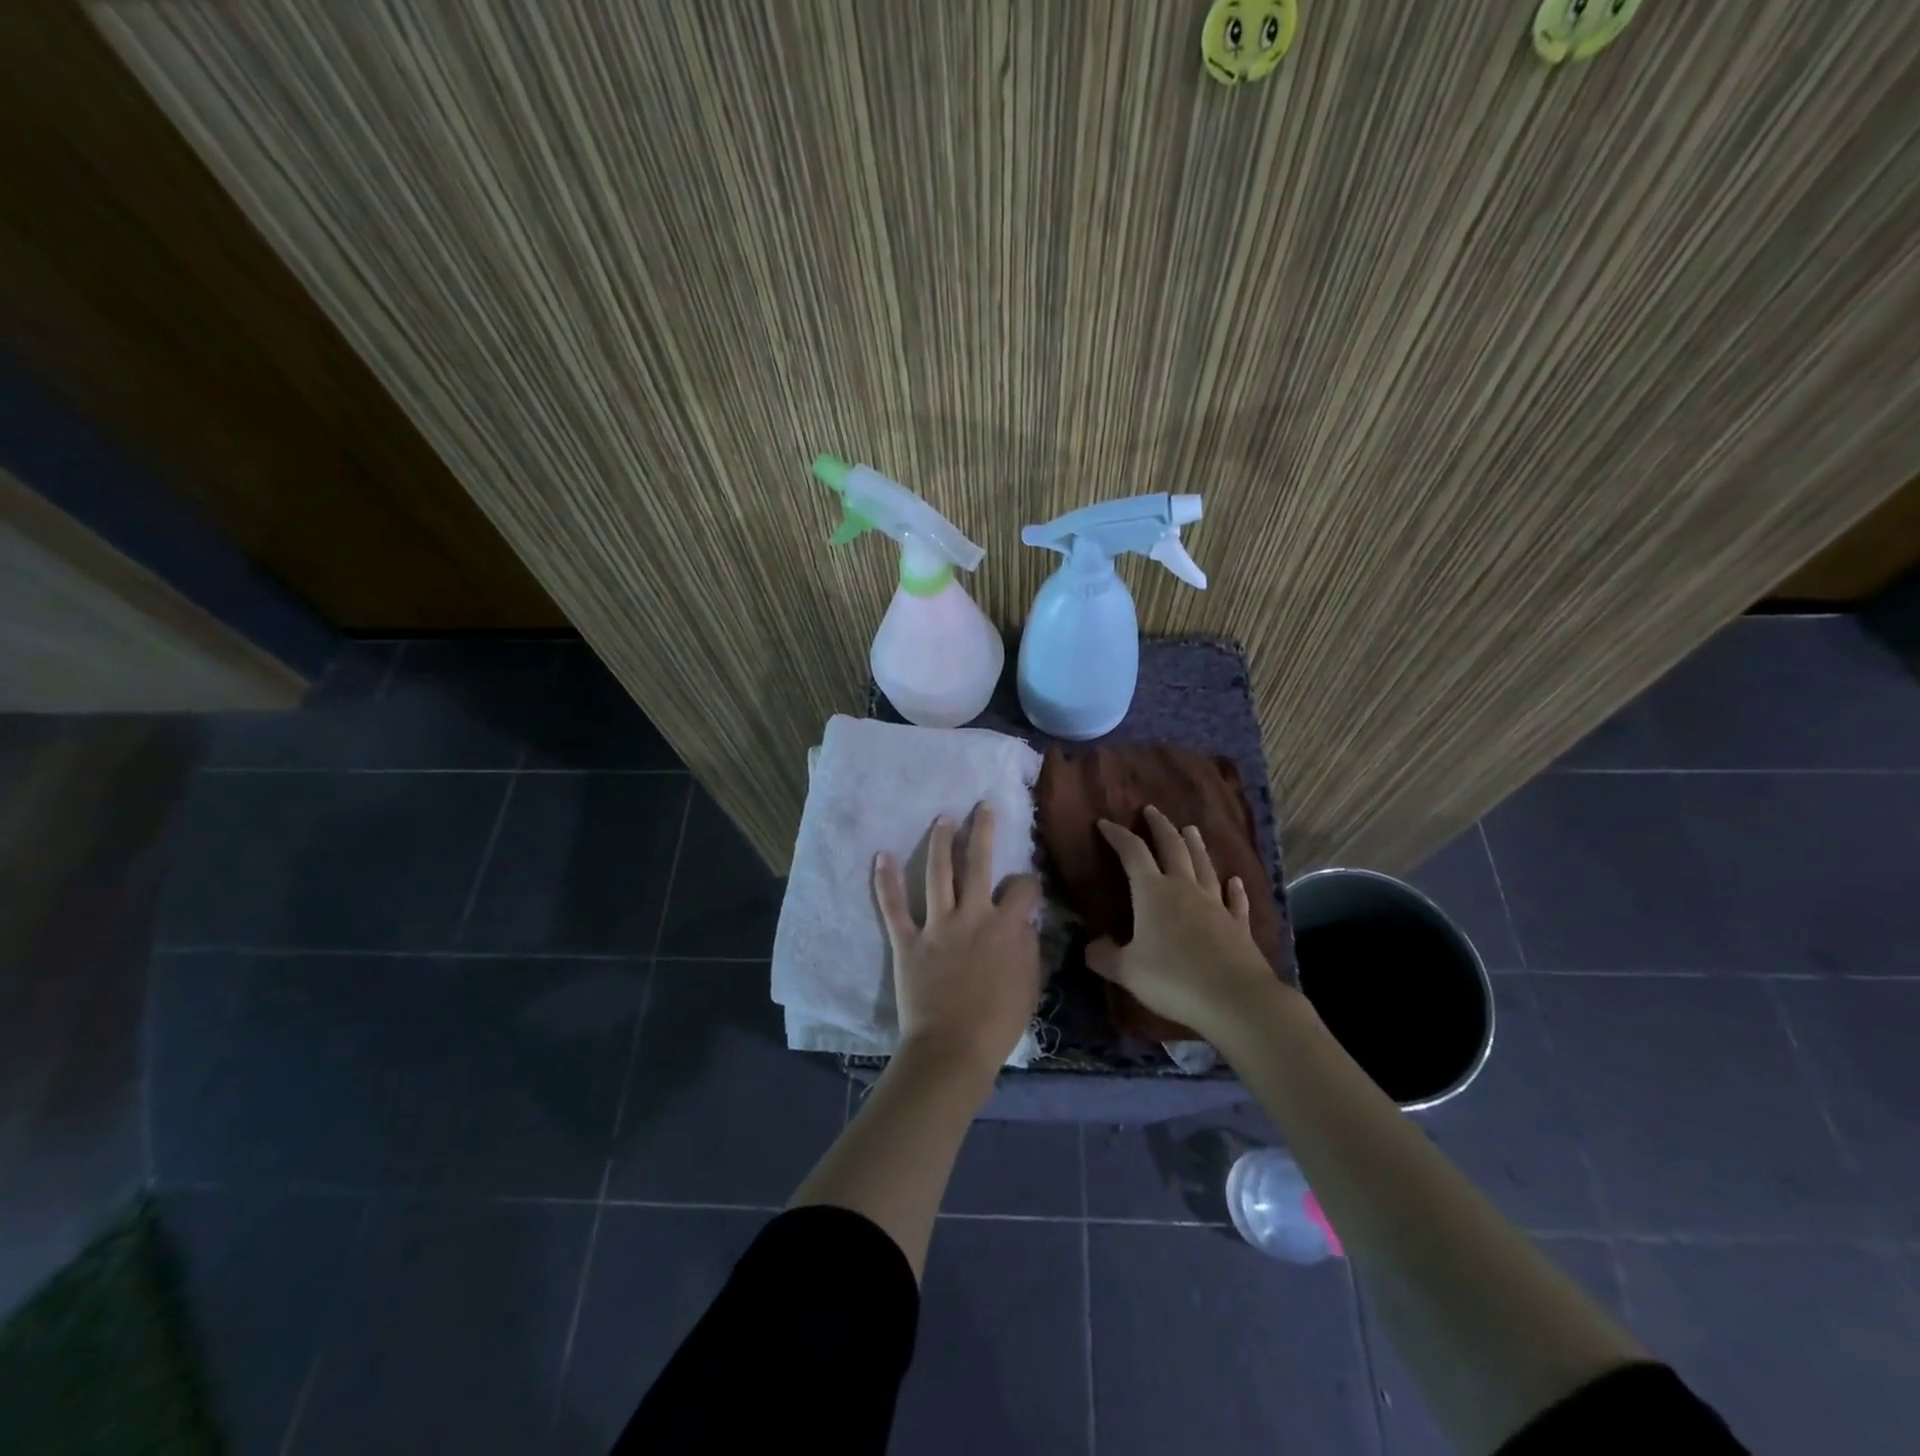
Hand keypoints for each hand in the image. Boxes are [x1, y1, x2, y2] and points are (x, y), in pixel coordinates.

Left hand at [875, 802, 1043, 1083]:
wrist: (953, 1048)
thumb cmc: (998, 1022)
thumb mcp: (1030, 984)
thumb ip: (1029, 946)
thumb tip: (1025, 921)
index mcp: (1006, 926)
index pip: (1022, 888)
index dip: (1028, 883)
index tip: (1027, 886)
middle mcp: (972, 915)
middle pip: (978, 863)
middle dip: (982, 830)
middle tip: (982, 806)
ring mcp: (937, 925)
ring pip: (938, 873)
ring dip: (940, 842)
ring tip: (943, 818)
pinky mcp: (907, 941)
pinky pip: (894, 907)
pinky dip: (886, 881)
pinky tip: (883, 855)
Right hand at [1085, 805, 1283, 1040]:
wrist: (1235, 999)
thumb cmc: (1173, 979)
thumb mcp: (1127, 971)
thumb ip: (1104, 957)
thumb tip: (1090, 946)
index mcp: (1153, 892)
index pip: (1132, 853)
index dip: (1118, 836)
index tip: (1104, 823)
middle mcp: (1184, 889)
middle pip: (1172, 848)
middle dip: (1160, 827)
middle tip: (1152, 810)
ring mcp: (1215, 905)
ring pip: (1204, 866)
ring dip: (1195, 846)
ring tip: (1190, 829)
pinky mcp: (1238, 925)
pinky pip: (1235, 901)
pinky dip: (1234, 889)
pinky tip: (1235, 881)